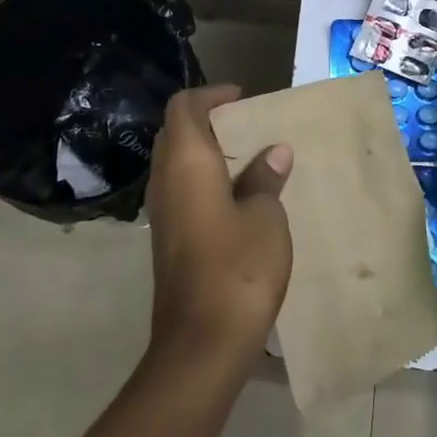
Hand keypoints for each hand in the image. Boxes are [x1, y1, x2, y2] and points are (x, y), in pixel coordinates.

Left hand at [143, 85, 293, 368]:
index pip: (184, 107)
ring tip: (250, 157)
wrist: (202, 342)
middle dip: (209, 121)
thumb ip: (265, 179)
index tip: (243, 98)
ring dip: (207, 152)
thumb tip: (274, 152)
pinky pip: (182, 190)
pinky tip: (239, 196)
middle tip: (249, 125)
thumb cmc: (238, 268)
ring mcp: (162, 213)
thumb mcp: (265, 216)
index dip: (211, 95)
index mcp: (186, 163)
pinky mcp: (168, 239)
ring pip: (177, 163)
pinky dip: (205, 179)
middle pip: (176, 132)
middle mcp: (165, 181)